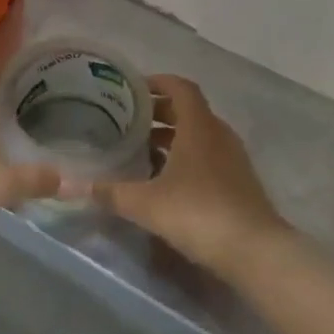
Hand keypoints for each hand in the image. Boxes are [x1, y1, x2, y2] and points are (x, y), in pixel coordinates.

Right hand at [94, 75, 288, 276]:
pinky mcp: (238, 181)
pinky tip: (164, 179)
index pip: (180, 87)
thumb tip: (78, 185)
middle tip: (127, 120)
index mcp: (199, 126)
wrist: (254, 251)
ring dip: (172, 136)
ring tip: (140, 149)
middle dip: (158, 111)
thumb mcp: (147, 203)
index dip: (157, 82)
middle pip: (188, 110)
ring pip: (198, 135)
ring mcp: (232, 158)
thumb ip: (112, 192)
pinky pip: (207, 156)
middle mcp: (218, 133)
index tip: (131, 89)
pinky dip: (185, 157)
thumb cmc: (199, 213)